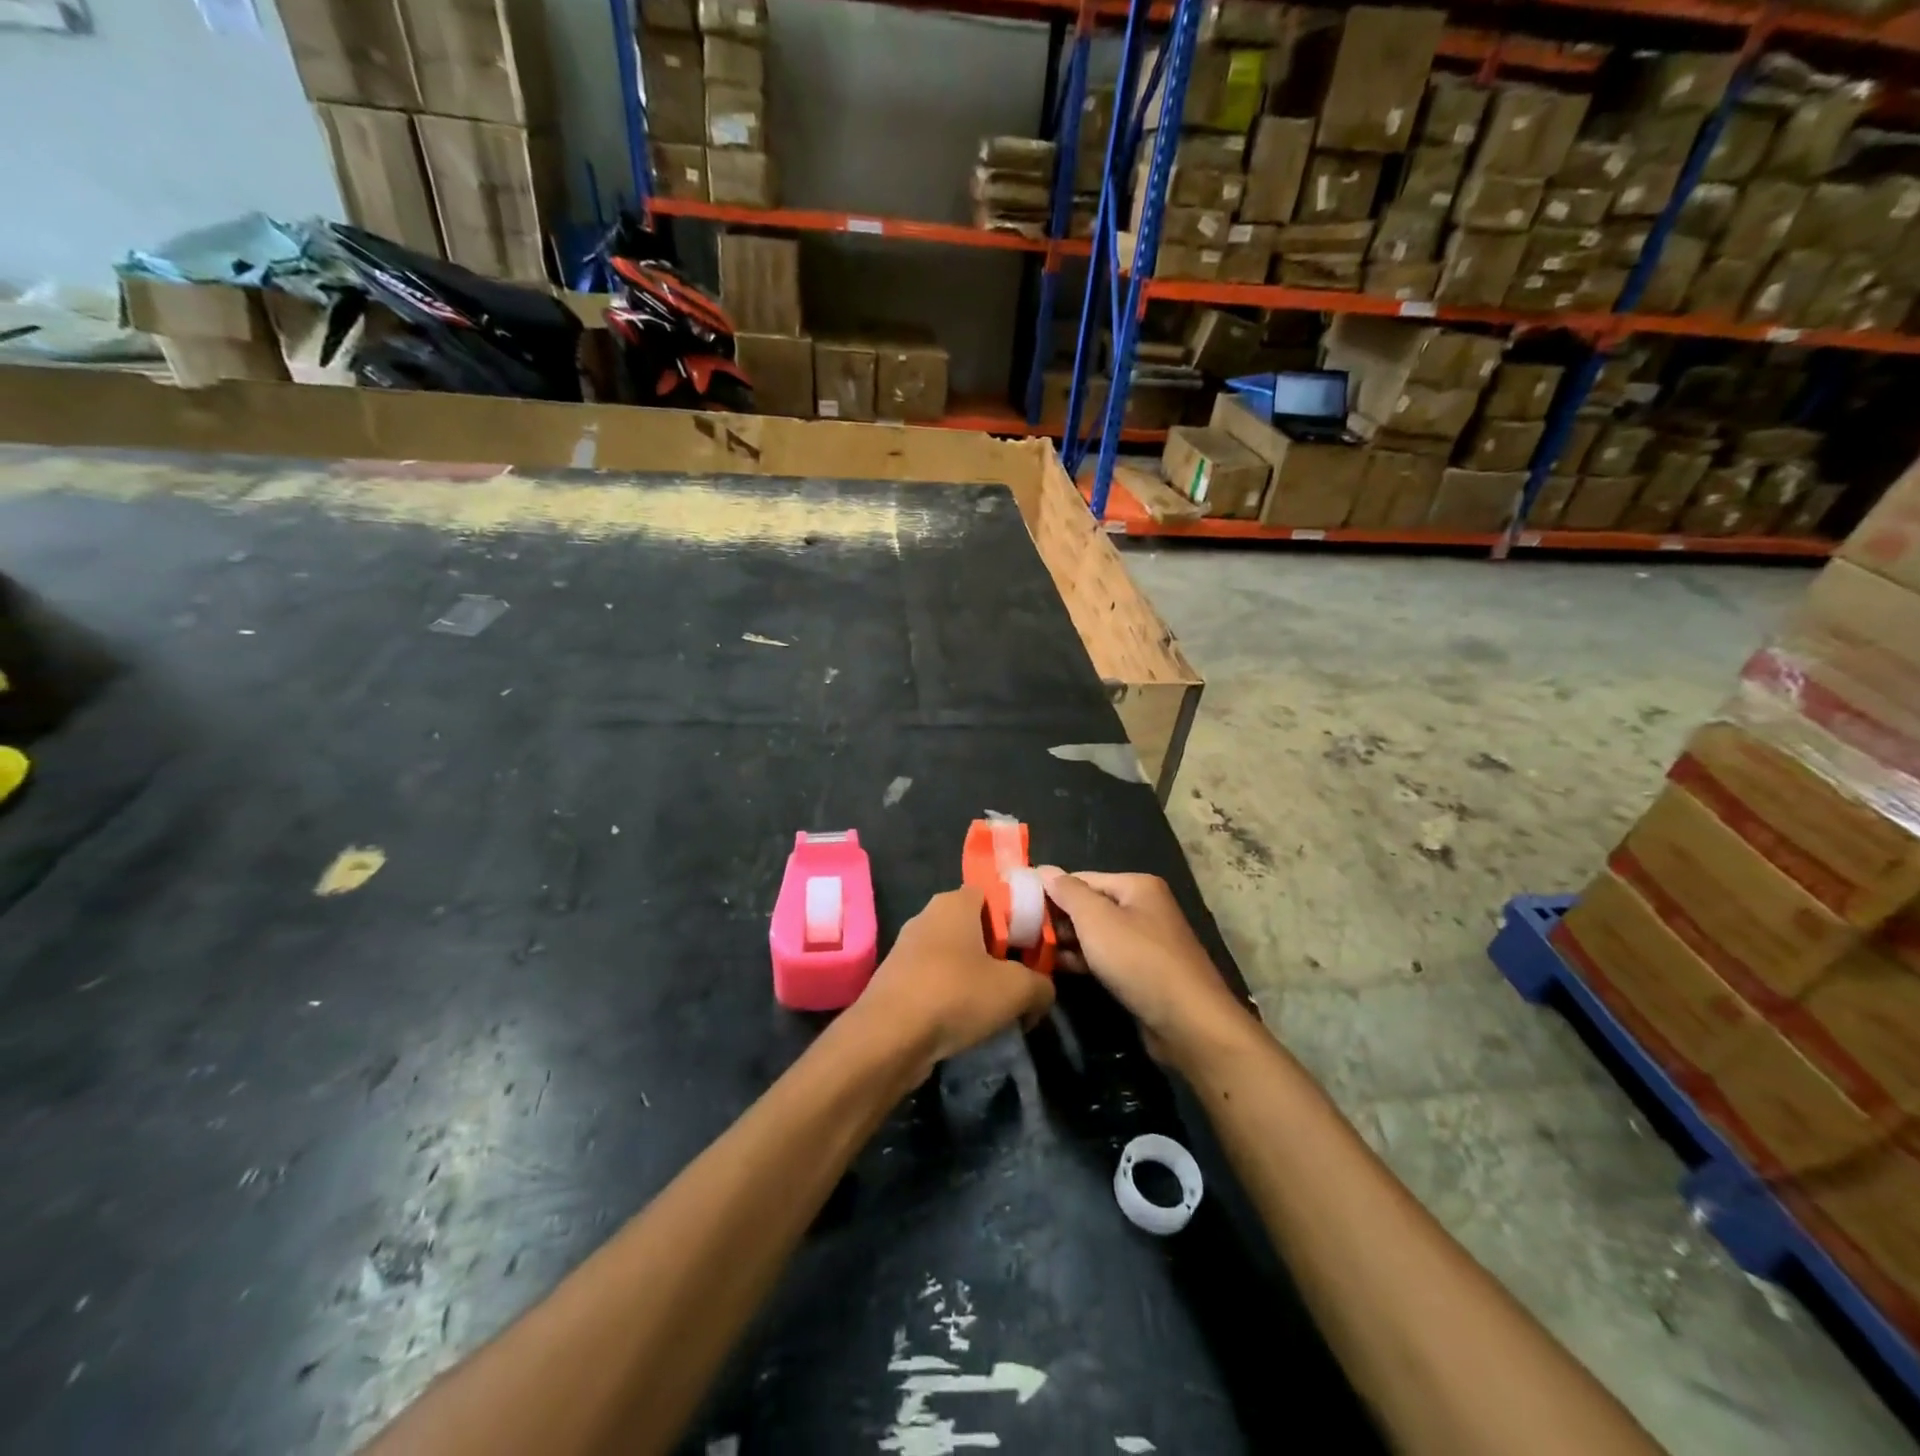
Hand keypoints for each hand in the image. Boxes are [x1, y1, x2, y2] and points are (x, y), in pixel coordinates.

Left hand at [850, 886, 1054, 1079]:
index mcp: (955, 902)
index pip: (995, 895)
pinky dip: (953, 996)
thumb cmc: (956, 994)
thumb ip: (1041, 984)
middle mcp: (928, 916)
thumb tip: (1042, 991)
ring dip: (978, 978)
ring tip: (998, 1008)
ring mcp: (907, 948)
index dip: (1019, 918)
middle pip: (977, 927)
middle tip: (1022, 981)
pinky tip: (966, 1022)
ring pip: (956, 956)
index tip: (1034, 948)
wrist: (888, 1037)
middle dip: (1001, 953)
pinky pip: (936, 980)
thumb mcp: (1018, 990)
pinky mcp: (896, 979)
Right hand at [1036, 868, 1250, 1064]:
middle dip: (1056, 919)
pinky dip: (1083, 960)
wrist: (1188, 1022)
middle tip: (1019, 932)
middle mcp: (1143, 907)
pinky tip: (1056, 968)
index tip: (1017, 907)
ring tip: (1029, 952)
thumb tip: (1043, 869)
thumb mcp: (1096, 920)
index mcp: (1136, 885)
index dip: (1049, 891)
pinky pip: (1105, 957)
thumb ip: (1068, 892)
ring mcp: (1144, 941)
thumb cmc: (1138, 960)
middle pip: (1089, 905)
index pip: (1081, 879)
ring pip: (1095, 934)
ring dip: (1066, 942)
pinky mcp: (1142, 971)